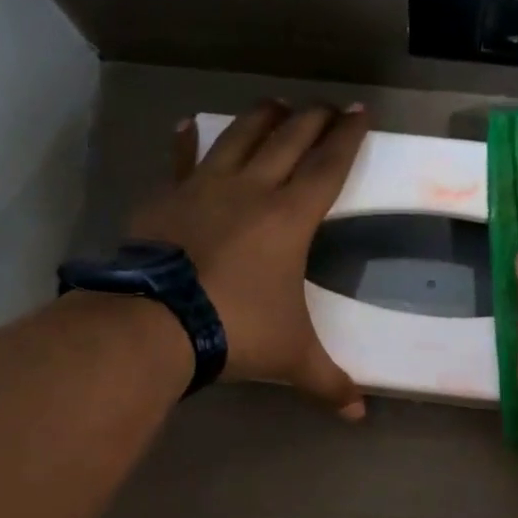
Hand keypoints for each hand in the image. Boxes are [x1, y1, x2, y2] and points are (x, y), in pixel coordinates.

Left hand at [128, 100, 371, 416]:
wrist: (156, 323)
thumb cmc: (236, 331)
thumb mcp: (290, 357)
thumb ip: (328, 382)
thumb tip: (359, 414)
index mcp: (289, 217)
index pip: (328, 166)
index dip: (348, 138)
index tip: (361, 112)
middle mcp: (251, 190)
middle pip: (289, 139)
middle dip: (314, 119)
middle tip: (329, 107)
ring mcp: (204, 188)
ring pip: (240, 136)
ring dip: (262, 117)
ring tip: (277, 104)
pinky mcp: (167, 197)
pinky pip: (182, 159)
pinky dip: (188, 141)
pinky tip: (188, 126)